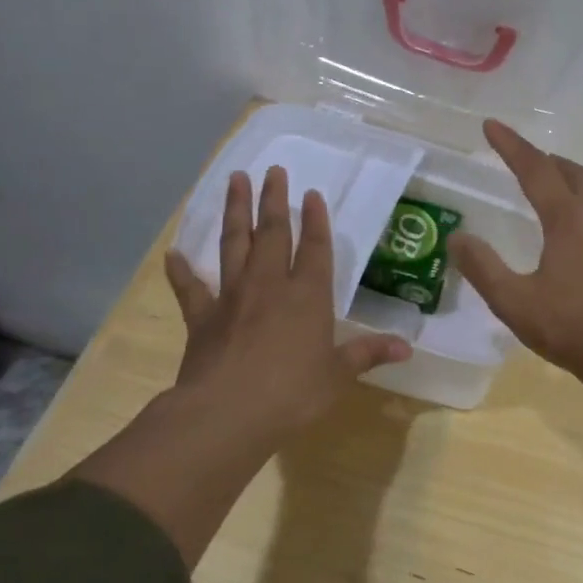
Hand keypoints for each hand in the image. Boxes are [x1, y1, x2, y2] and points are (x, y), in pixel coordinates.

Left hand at [73, 165, 409, 564]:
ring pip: (234, 244)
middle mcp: (270, 285)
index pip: (315, 248)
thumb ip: (368, 354)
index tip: (312, 193)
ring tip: (235, 181)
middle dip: (275, 200)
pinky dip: (182, 271)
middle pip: (273, 233)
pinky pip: (190, 288)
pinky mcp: (202, 317)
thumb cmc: (292, 393)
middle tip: (274, 170)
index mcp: (308, 296)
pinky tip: (174, 254)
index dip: (316, 220)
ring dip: (236, 211)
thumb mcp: (338, 375)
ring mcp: (232, 297)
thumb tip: (407, 347)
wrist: (227, 412)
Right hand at [450, 121, 582, 385]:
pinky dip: (582, 204)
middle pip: (572, 172)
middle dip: (545, 158)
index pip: (536, 169)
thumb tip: (458, 239)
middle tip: (522, 157)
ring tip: (546, 186)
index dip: (512, 146)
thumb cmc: (572, 328)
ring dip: (567, 180)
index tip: (491, 126)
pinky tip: (573, 230)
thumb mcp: (515, 303)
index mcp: (569, 220)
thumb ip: (483, 269)